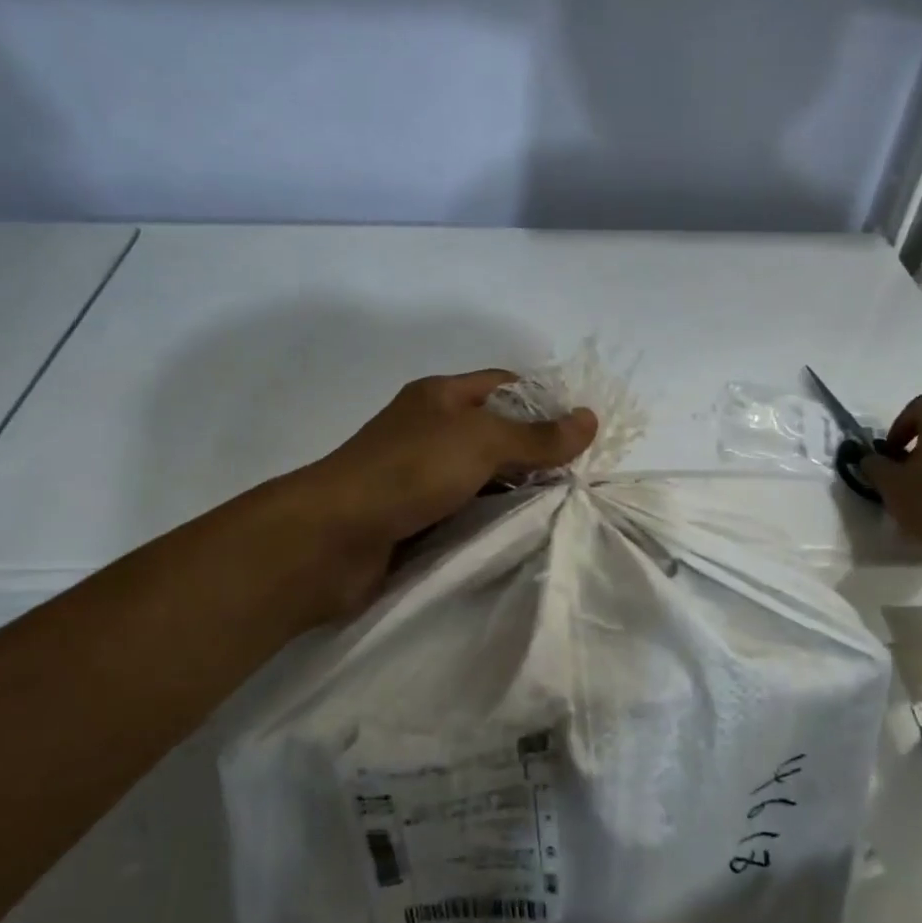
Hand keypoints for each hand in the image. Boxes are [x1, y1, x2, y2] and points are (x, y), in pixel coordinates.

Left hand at [287, 370, 596, 614]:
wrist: (331, 538)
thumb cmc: (409, 471)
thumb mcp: (481, 442)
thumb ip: (537, 436)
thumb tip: (589, 419)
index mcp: (441, 396)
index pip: (505, 385)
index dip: (544, 400)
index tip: (582, 430)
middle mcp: (431, 430)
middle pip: (497, 432)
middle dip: (536, 451)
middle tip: (580, 476)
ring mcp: (421, 475)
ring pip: (483, 475)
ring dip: (516, 490)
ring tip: (563, 506)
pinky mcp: (416, 516)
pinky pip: (466, 510)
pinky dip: (492, 518)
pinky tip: (523, 532)